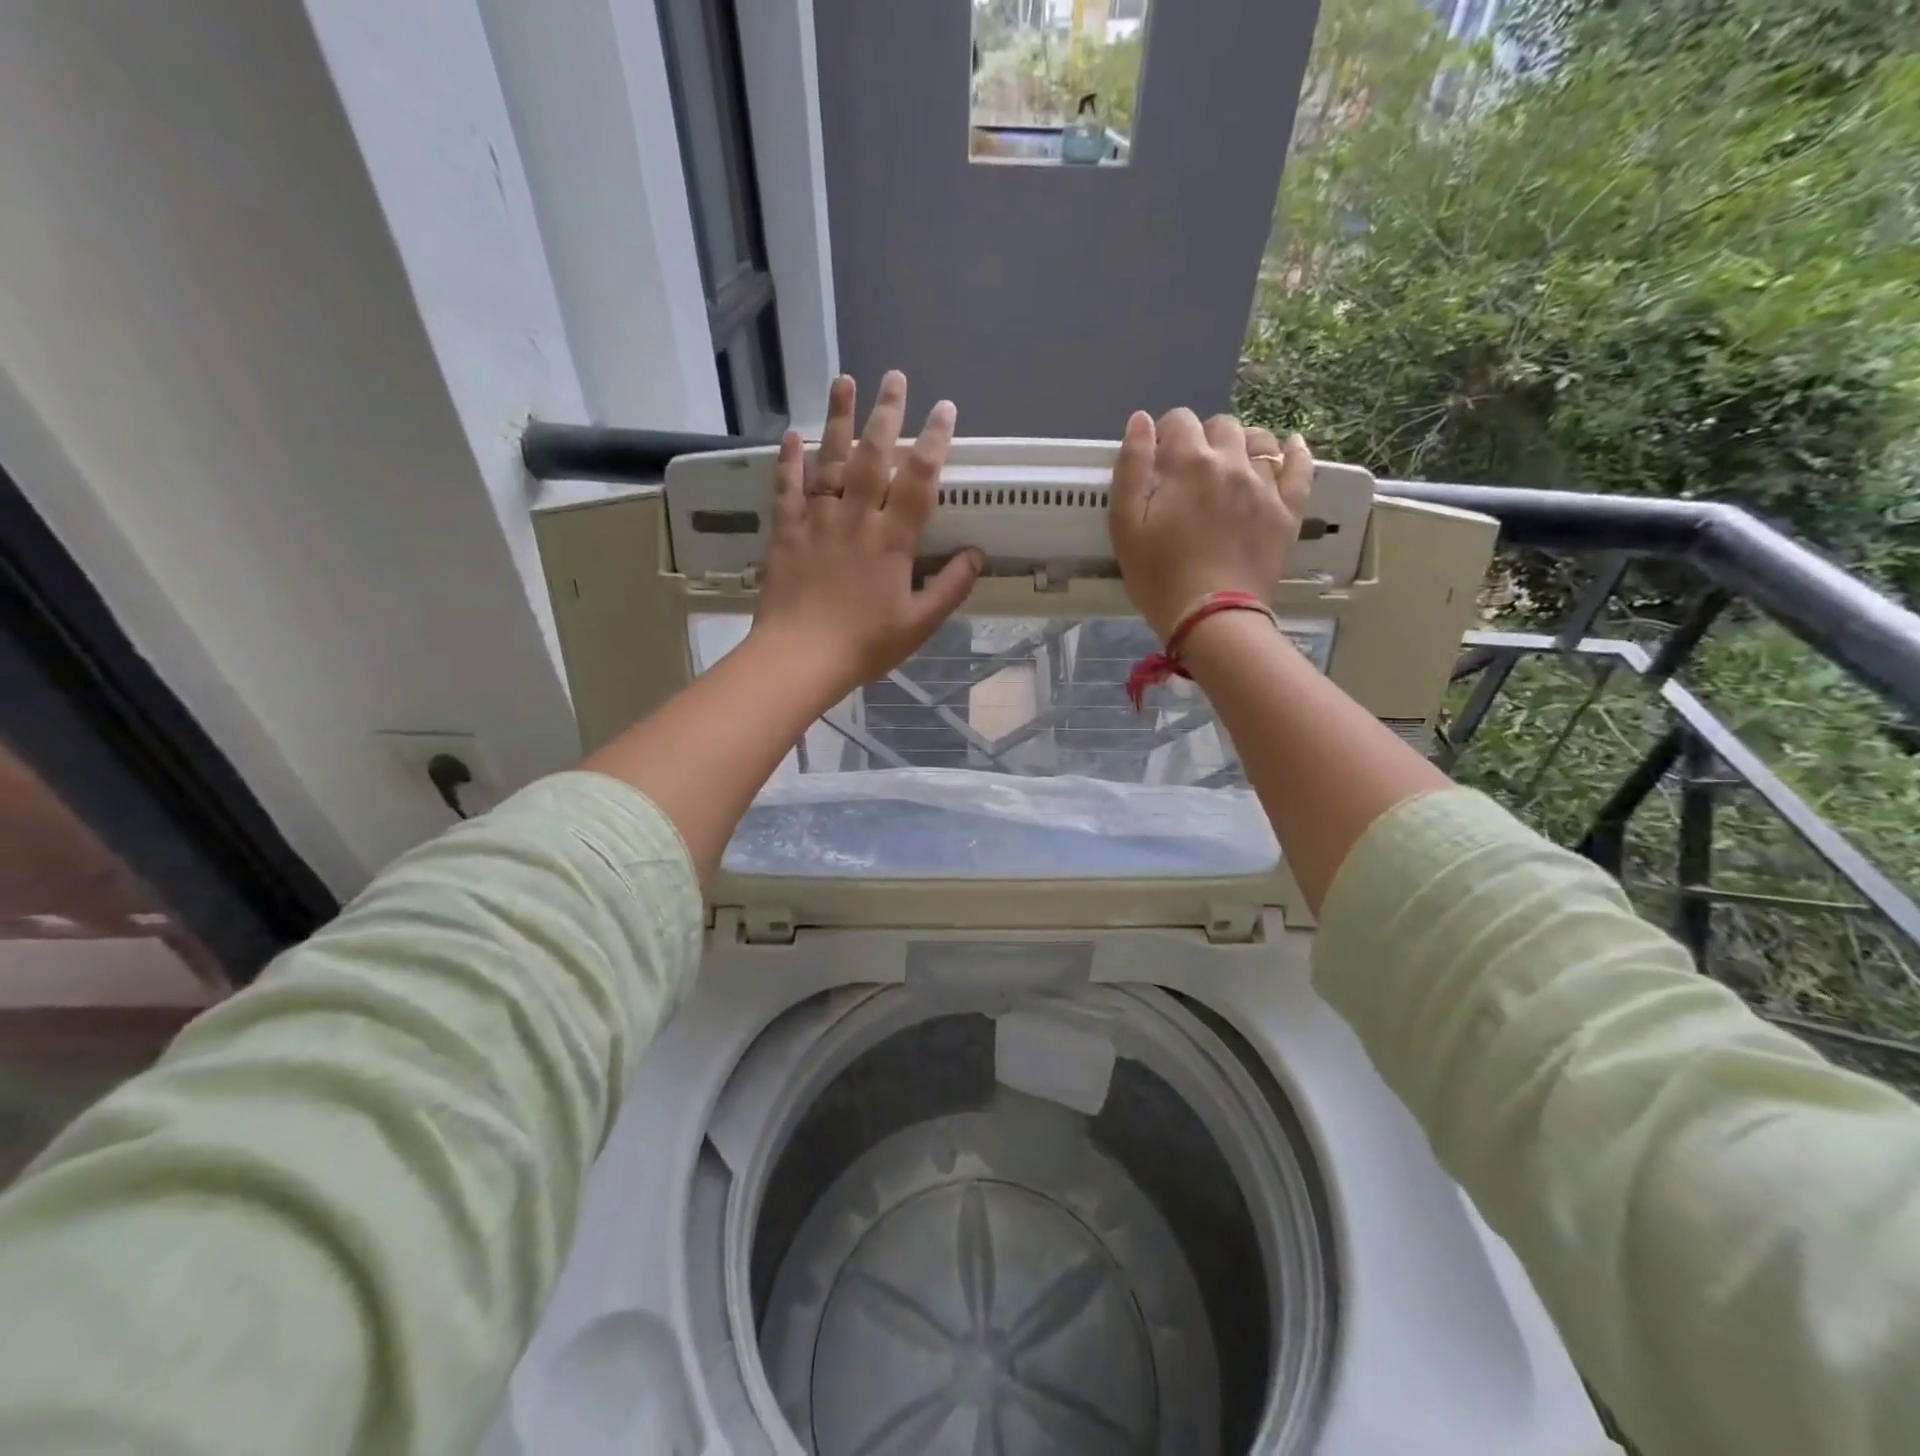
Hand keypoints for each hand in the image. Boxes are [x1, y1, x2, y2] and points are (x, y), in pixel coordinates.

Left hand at [750, 371, 982, 699]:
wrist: (799, 658)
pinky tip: (793, 435)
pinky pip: (787, 489)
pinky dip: (789, 461)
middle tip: (893, 376)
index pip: (919, 480)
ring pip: (829, 461)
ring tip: (844, 381)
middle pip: (873, 457)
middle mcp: (856, 519)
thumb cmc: (864, 644)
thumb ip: (950, 587)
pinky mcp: (786, 533)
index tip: (945, 410)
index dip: (934, 442)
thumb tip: (976, 555)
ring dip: (838, 419)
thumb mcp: (919, 624)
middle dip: (886, 414)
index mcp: (892, 540)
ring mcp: (817, 522)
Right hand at [1107, 409, 1311, 640]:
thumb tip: (1141, 421)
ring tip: (1230, 466)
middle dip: (1202, 438)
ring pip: (1259, 441)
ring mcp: (1265, 486)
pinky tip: (1288, 448)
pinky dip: (1293, 452)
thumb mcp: (1126, 526)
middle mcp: (1232, 463)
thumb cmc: (1160, 577)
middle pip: (1221, 426)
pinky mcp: (1287, 511)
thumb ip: (1131, 469)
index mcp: (1190, 464)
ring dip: (1241, 444)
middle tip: (1189, 471)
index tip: (1159, 458)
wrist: (1212, 618)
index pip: (1180, 421)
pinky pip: (1299, 467)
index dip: (1166, 434)